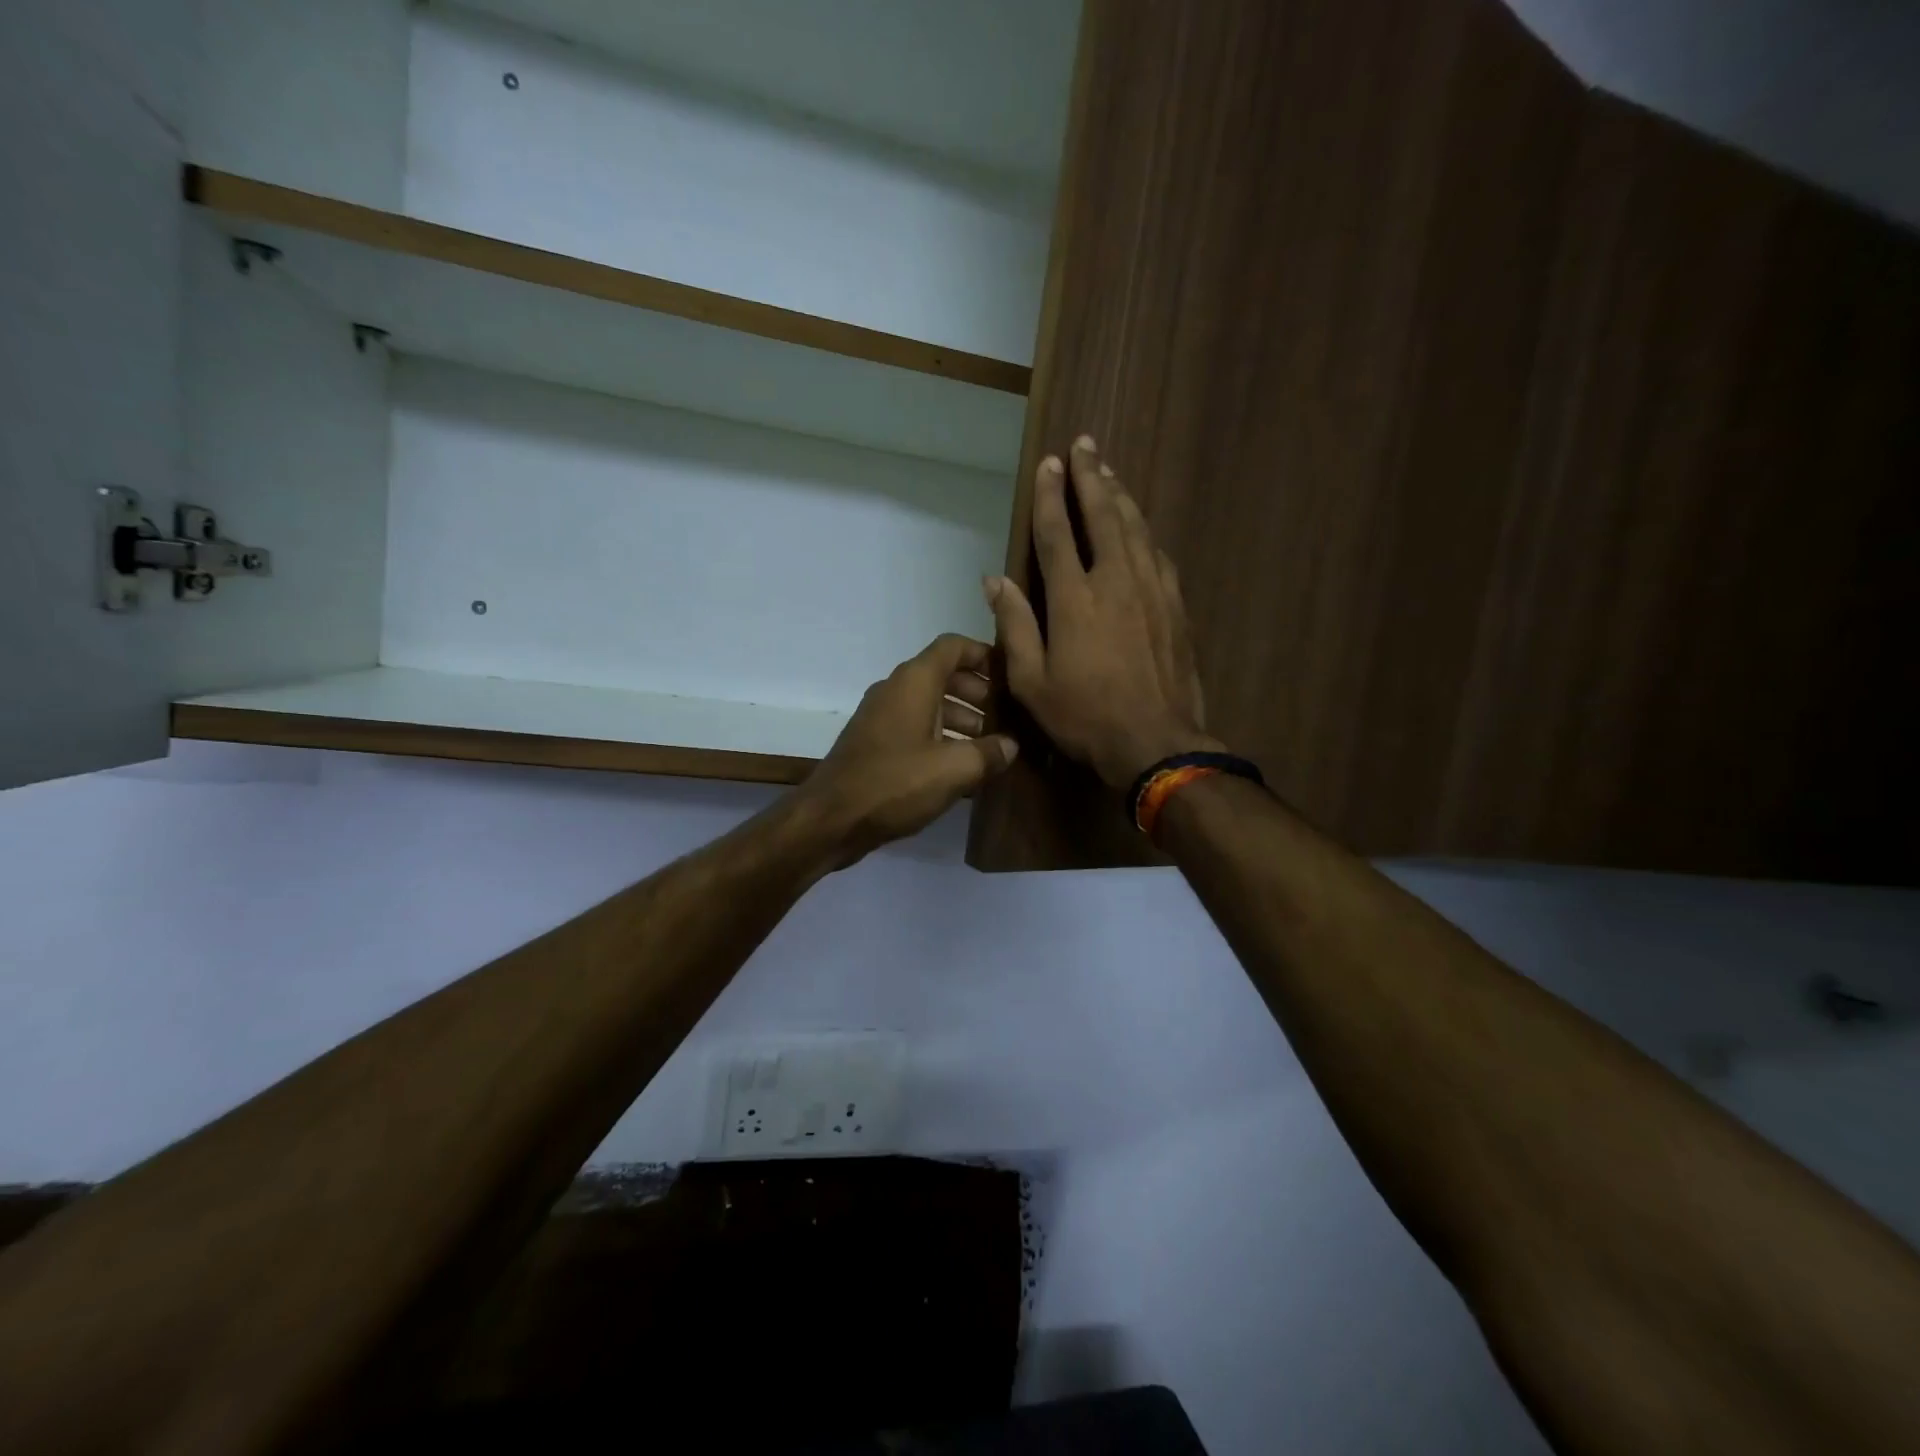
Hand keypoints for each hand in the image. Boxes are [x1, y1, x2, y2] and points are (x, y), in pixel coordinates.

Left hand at [795, 634, 1018, 866]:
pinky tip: (962, 766)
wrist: (831, 819)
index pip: (953, 647)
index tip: (1011, 675)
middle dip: (979, 692)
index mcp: (914, 682)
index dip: (984, 654)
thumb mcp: (954, 770)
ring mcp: (882, 717)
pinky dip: (941, 737)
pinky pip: (916, 727)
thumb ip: (989, 753)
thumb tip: (1011, 746)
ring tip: (992, 746)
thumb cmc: (895, 783)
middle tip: (1008, 717)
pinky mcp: (875, 743)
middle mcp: (896, 690)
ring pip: (930, 704)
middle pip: (944, 675)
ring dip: (962, 718)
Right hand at [985, 436, 1219, 790]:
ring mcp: (1151, 590)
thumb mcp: (1031, 682)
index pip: (1057, 532)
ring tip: (1107, 471)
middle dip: (1090, 476)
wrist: (1156, 742)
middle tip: (1084, 445)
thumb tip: (994, 580)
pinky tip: (1139, 526)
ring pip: (1135, 527)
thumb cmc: (1084, 717)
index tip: (1049, 463)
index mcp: (1074, 598)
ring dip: (1119, 495)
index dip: (1049, 495)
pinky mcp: (1175, 606)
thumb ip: (1014, 626)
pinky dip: (1143, 531)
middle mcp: (1115, 580)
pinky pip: (1157, 554)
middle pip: (1103, 514)